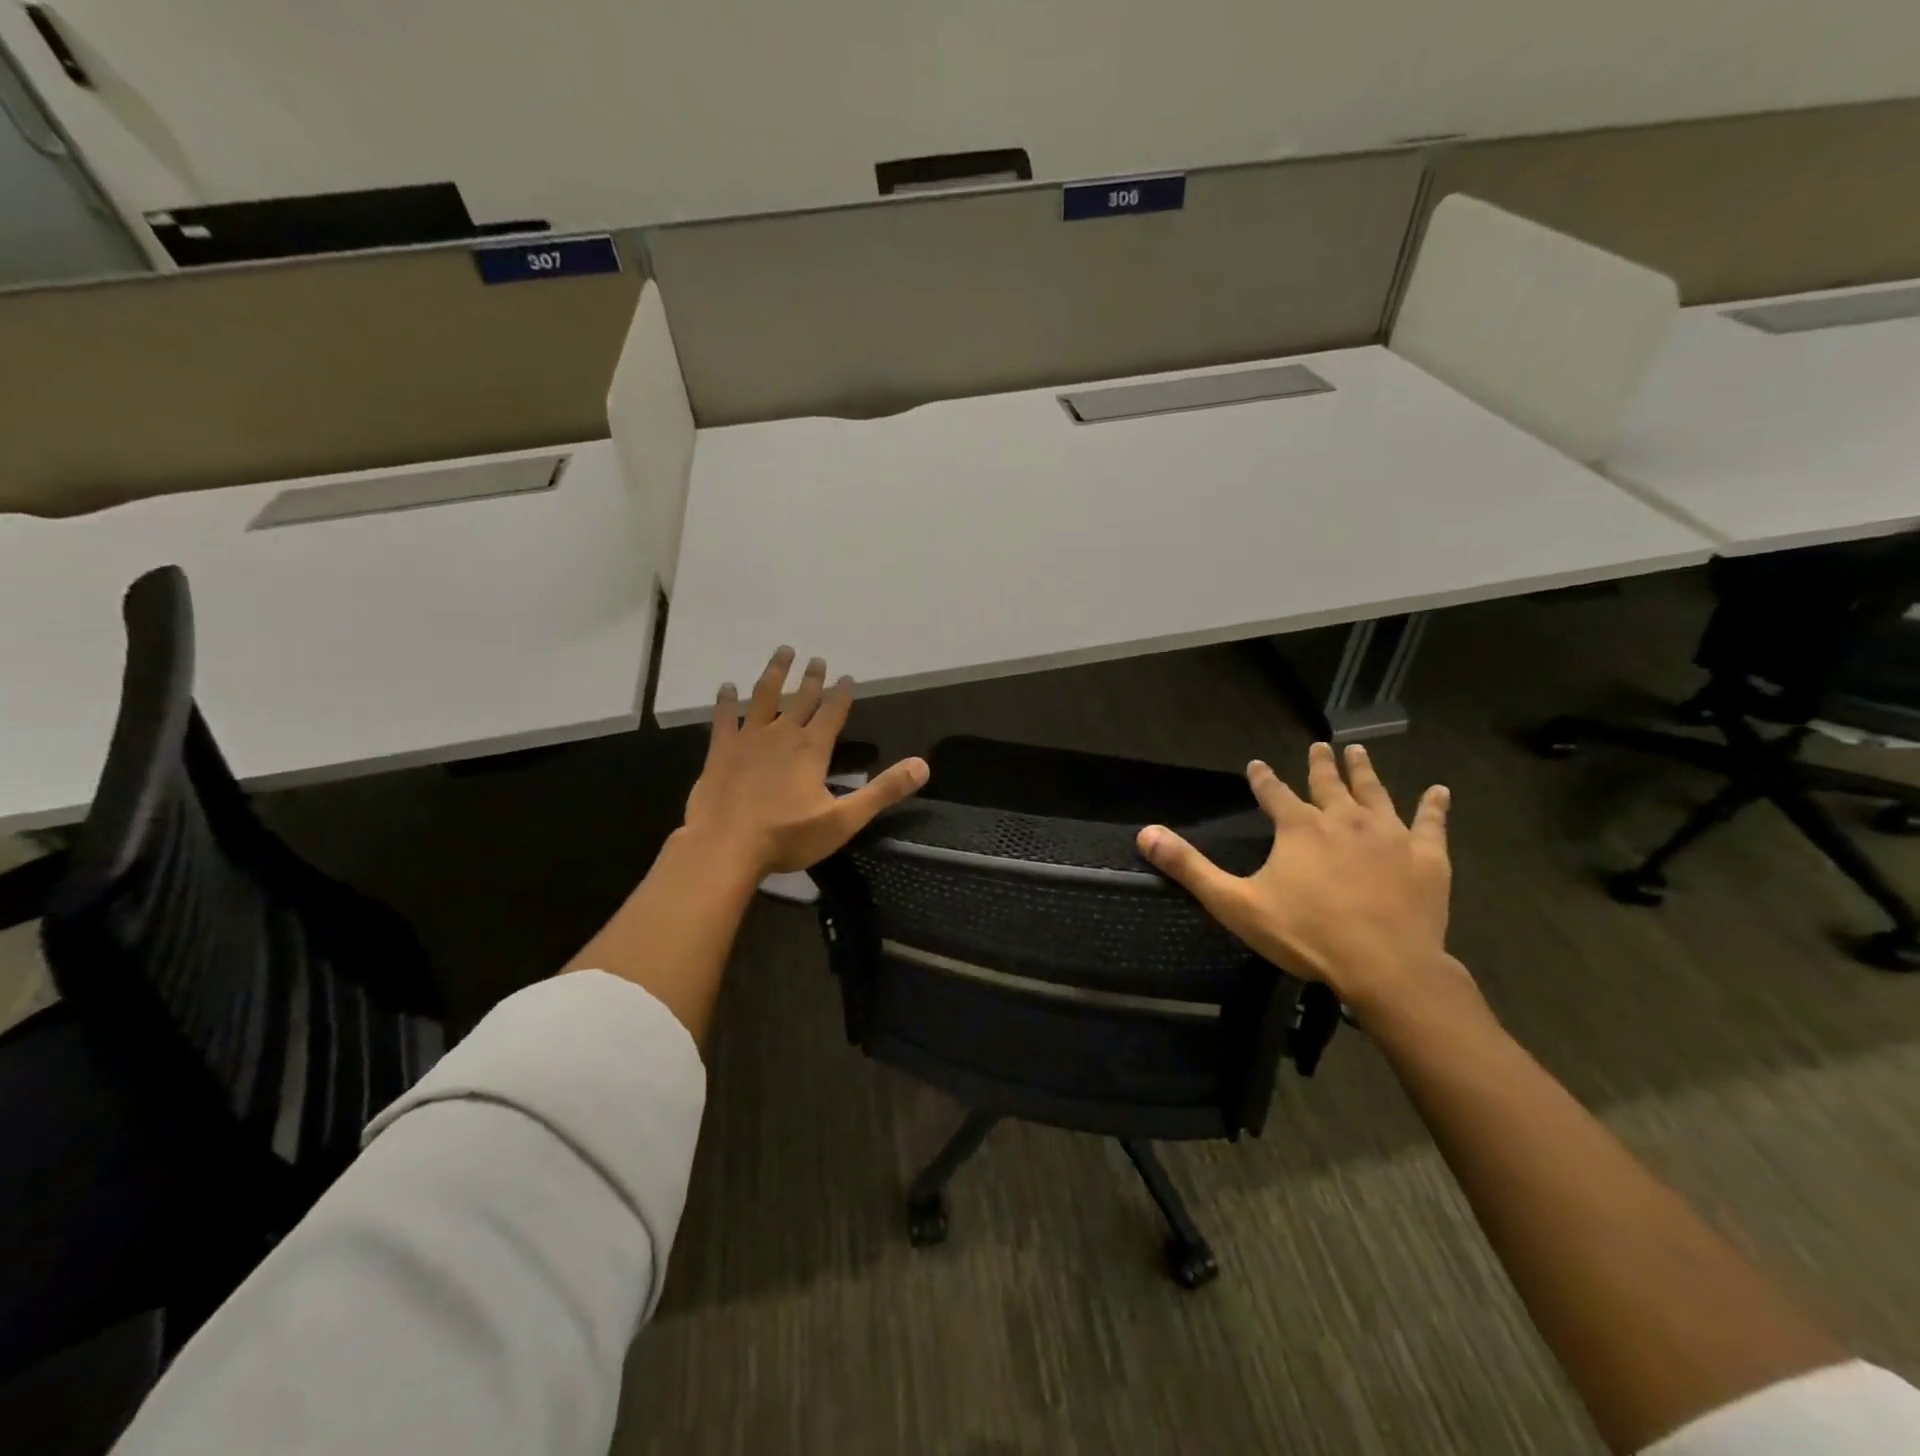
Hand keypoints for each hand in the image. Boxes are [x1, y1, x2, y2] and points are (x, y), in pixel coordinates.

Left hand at [682, 646, 928, 877]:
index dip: (842, 694)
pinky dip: (726, 701)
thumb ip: (883, 791)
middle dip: (812, 679)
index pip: (833, 712)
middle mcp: (781, 734)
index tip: (847, 676)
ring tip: (782, 652)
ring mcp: (748, 739)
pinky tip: (727, 687)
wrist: (724, 846)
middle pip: (801, 699)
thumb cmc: (787, 836)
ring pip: (764, 697)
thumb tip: (922, 766)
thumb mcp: (843, 820)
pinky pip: (724, 718)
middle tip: (817, 659)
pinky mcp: (720, 751)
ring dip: (775, 673)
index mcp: (812, 749)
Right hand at [1136, 742, 1466, 1018]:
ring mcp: (1389, 835)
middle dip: (1321, 764)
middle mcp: (1343, 819)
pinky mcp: (1426, 858)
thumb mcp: (1234, 903)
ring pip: (1376, 793)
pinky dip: (1434, 806)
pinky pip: (1431, 824)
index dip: (1263, 778)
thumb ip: (1189, 867)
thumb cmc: (1305, 934)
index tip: (1256, 764)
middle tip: (1321, 745)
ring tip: (1359, 751)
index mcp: (1298, 827)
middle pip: (1328, 784)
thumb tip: (1145, 833)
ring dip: (1365, 771)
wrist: (1384, 967)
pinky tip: (1439, 791)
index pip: (1274, 793)